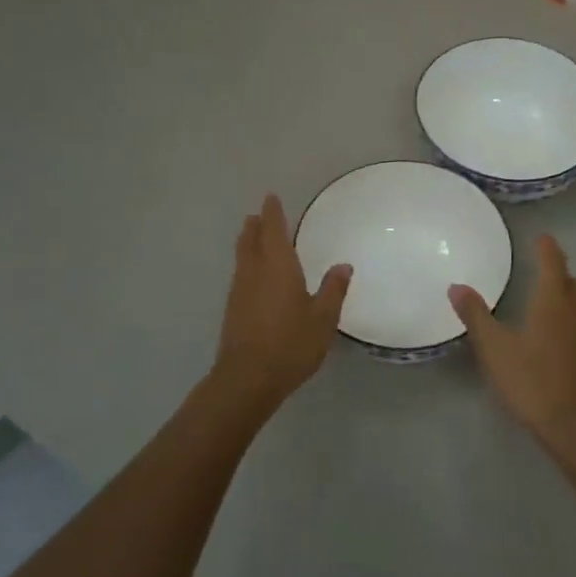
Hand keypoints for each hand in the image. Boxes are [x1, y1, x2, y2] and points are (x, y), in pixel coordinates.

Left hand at [211, 194, 350, 414]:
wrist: (248, 378)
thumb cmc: (291, 344)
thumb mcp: (323, 318)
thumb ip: (333, 290)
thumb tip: (343, 266)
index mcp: (278, 266)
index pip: (273, 230)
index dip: (272, 213)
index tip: (271, 198)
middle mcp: (255, 272)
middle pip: (251, 240)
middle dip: (255, 225)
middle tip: (258, 215)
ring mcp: (240, 291)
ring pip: (242, 257)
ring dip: (247, 243)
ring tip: (253, 237)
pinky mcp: (233, 310)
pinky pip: (241, 275)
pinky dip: (247, 265)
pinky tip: (254, 276)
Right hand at [449, 234, 575, 450]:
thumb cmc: (533, 381)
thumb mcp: (495, 348)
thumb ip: (476, 315)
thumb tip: (456, 286)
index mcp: (554, 301)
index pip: (553, 262)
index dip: (547, 248)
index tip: (542, 237)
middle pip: (573, 282)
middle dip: (560, 272)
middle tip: (543, 269)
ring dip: (570, 296)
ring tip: (552, 300)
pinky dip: (575, 321)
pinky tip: (562, 338)